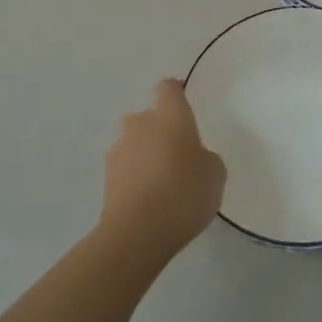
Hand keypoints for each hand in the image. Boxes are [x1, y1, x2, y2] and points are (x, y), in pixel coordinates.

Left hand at [101, 79, 225, 259]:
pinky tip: (150, 202)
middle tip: (179, 157)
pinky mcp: (106, 177)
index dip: (176, 95)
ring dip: (146, 156)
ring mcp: (118, 150)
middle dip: (161, 132)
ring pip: (135, 143)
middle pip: (149, 118)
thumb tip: (193, 157)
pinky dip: (136, 178)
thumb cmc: (184, 192)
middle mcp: (140, 124)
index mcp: (169, 115)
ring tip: (164, 186)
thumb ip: (206, 157)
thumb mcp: (215, 174)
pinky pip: (126, 169)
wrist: (137, 232)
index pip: (168, 88)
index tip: (185, 110)